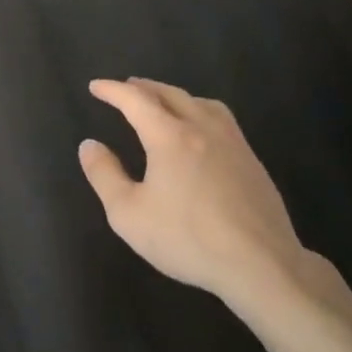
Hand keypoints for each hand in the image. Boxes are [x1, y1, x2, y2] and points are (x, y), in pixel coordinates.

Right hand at [79, 77, 308, 306]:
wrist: (261, 264)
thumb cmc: (188, 239)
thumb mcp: (129, 214)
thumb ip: (105, 175)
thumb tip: (89, 145)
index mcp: (169, 136)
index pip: (135, 100)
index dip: (112, 90)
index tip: (95, 86)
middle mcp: (202, 128)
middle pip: (169, 94)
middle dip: (143, 88)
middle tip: (126, 88)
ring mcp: (232, 142)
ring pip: (200, 102)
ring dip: (175, 96)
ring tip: (164, 102)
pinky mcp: (252, 160)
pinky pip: (221, 119)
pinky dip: (200, 111)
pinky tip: (201, 132)